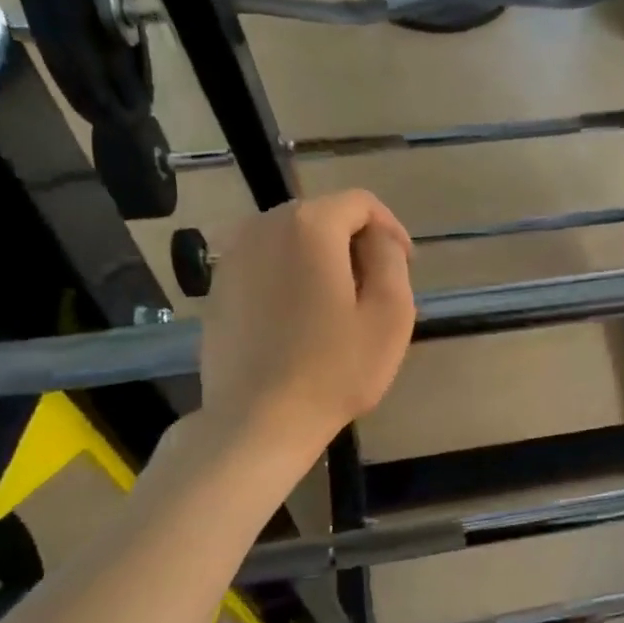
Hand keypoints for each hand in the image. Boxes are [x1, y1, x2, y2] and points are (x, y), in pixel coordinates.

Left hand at [193, 191, 415, 452]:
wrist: (259, 419)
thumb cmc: (336, 369)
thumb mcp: (390, 313)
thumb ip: (391, 258)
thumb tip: (379, 237)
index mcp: (309, 226)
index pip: (360, 203)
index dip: (390, 228)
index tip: (405, 265)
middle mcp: (263, 226)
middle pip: (323, 217)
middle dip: (355, 244)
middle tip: (375, 290)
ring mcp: (233, 256)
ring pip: (292, 240)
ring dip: (322, 261)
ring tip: (340, 306)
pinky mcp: (218, 288)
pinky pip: (266, 265)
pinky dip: (290, 277)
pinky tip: (302, 321)